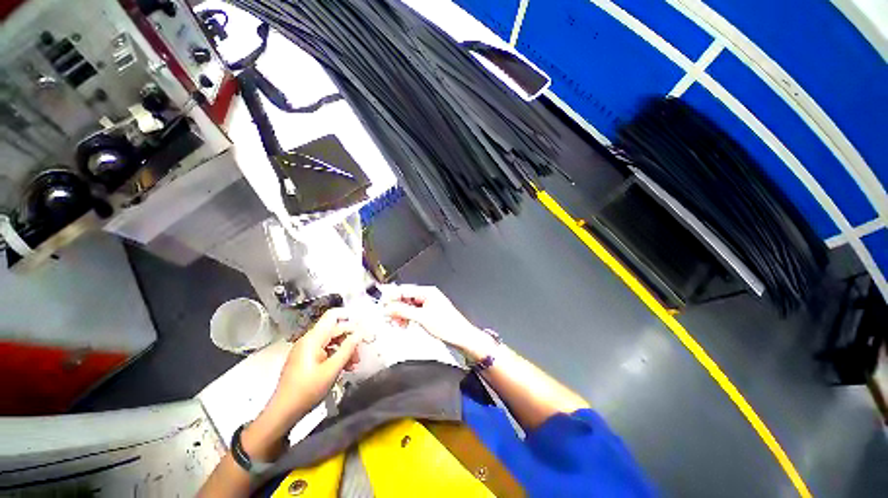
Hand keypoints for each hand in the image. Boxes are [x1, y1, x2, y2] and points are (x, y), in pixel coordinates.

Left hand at [271, 308, 363, 415]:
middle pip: (334, 330)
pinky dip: (336, 356)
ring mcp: (306, 351)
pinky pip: (325, 351)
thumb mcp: (332, 370)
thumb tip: (360, 333)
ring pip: (331, 342)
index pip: (332, 316)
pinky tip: (345, 368)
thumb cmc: (307, 390)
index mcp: (313, 339)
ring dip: (345, 349)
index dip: (349, 316)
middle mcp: (309, 340)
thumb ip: (347, 349)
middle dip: (350, 338)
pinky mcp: (305, 360)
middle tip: (361, 352)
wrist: (282, 413)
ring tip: (354, 363)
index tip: (363, 325)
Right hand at [382, 284, 494, 360]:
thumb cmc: (447, 326)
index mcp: (427, 292)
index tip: (382, 306)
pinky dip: (407, 317)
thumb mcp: (422, 318)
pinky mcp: (429, 312)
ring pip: (409, 305)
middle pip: (406, 297)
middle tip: (388, 317)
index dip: (392, 297)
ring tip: (397, 323)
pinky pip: (414, 311)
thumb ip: (403, 311)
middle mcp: (428, 295)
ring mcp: (428, 303)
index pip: (404, 290)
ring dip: (401, 313)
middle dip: (396, 307)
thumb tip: (388, 307)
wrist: (461, 336)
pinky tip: (405, 324)